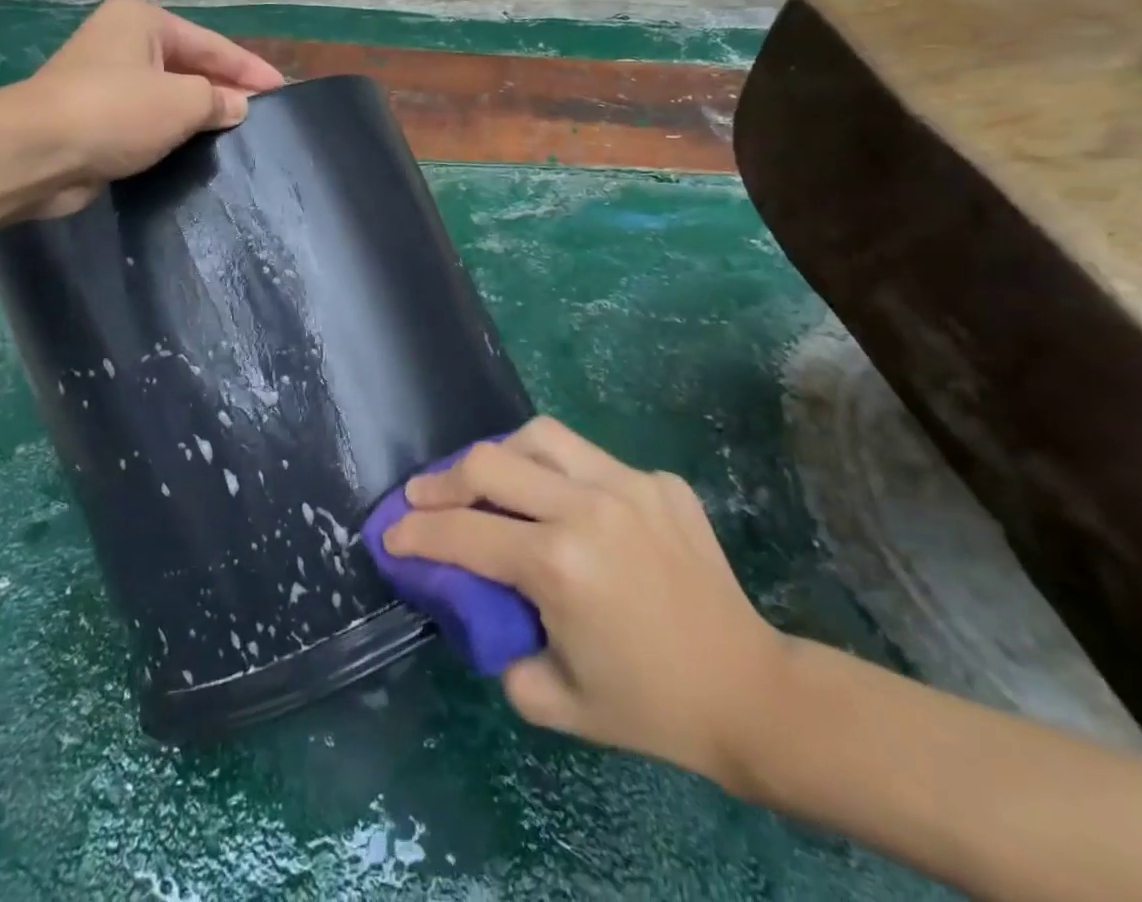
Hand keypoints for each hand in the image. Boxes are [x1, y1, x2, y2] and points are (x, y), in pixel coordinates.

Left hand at [0, 0, 283, 219]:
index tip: (283, 90)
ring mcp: (106, 81)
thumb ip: (218, 100)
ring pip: (169, 96)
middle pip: (190, 66)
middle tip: (264, 116)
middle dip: (226, 90)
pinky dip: (174, 133)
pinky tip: (199, 150)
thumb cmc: (116, 111)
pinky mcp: (97, 119)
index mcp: (143, 22)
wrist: (37, 153)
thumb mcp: (182, 101)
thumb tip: (237, 107)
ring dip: (200, 115)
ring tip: (239, 135)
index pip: (212, 44)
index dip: (250, 68)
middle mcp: (123, 43)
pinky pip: (149, 122)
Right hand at [383, 417, 790, 793]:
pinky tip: (563, 504)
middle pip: (491, 461)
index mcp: (559, 564)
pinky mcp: (658, 480)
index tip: (392, 534)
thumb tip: (476, 602)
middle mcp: (588, 508)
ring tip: (488, 479)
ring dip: (500, 455)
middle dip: (442, 480)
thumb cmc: (648, 706)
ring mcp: (628, 484)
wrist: (749, 691)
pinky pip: (589, 459)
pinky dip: (560, 473)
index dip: (416, 533)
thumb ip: (496, 645)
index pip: (464, 533)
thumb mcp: (551, 698)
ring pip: (539, 436)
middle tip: (423, 496)